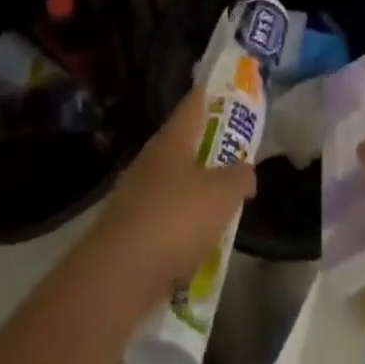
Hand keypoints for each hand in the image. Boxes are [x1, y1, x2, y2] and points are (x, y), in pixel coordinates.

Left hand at [92, 86, 256, 309]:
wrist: (118, 275)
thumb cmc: (176, 219)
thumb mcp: (223, 195)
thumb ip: (240, 177)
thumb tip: (246, 170)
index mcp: (172, 140)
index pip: (194, 104)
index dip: (212, 94)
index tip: (227, 89)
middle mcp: (150, 160)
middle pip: (182, 144)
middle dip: (207, 148)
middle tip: (233, 154)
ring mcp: (134, 194)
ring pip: (172, 183)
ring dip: (193, 191)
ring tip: (219, 205)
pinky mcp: (126, 230)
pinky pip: (162, 219)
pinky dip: (179, 226)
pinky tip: (196, 245)